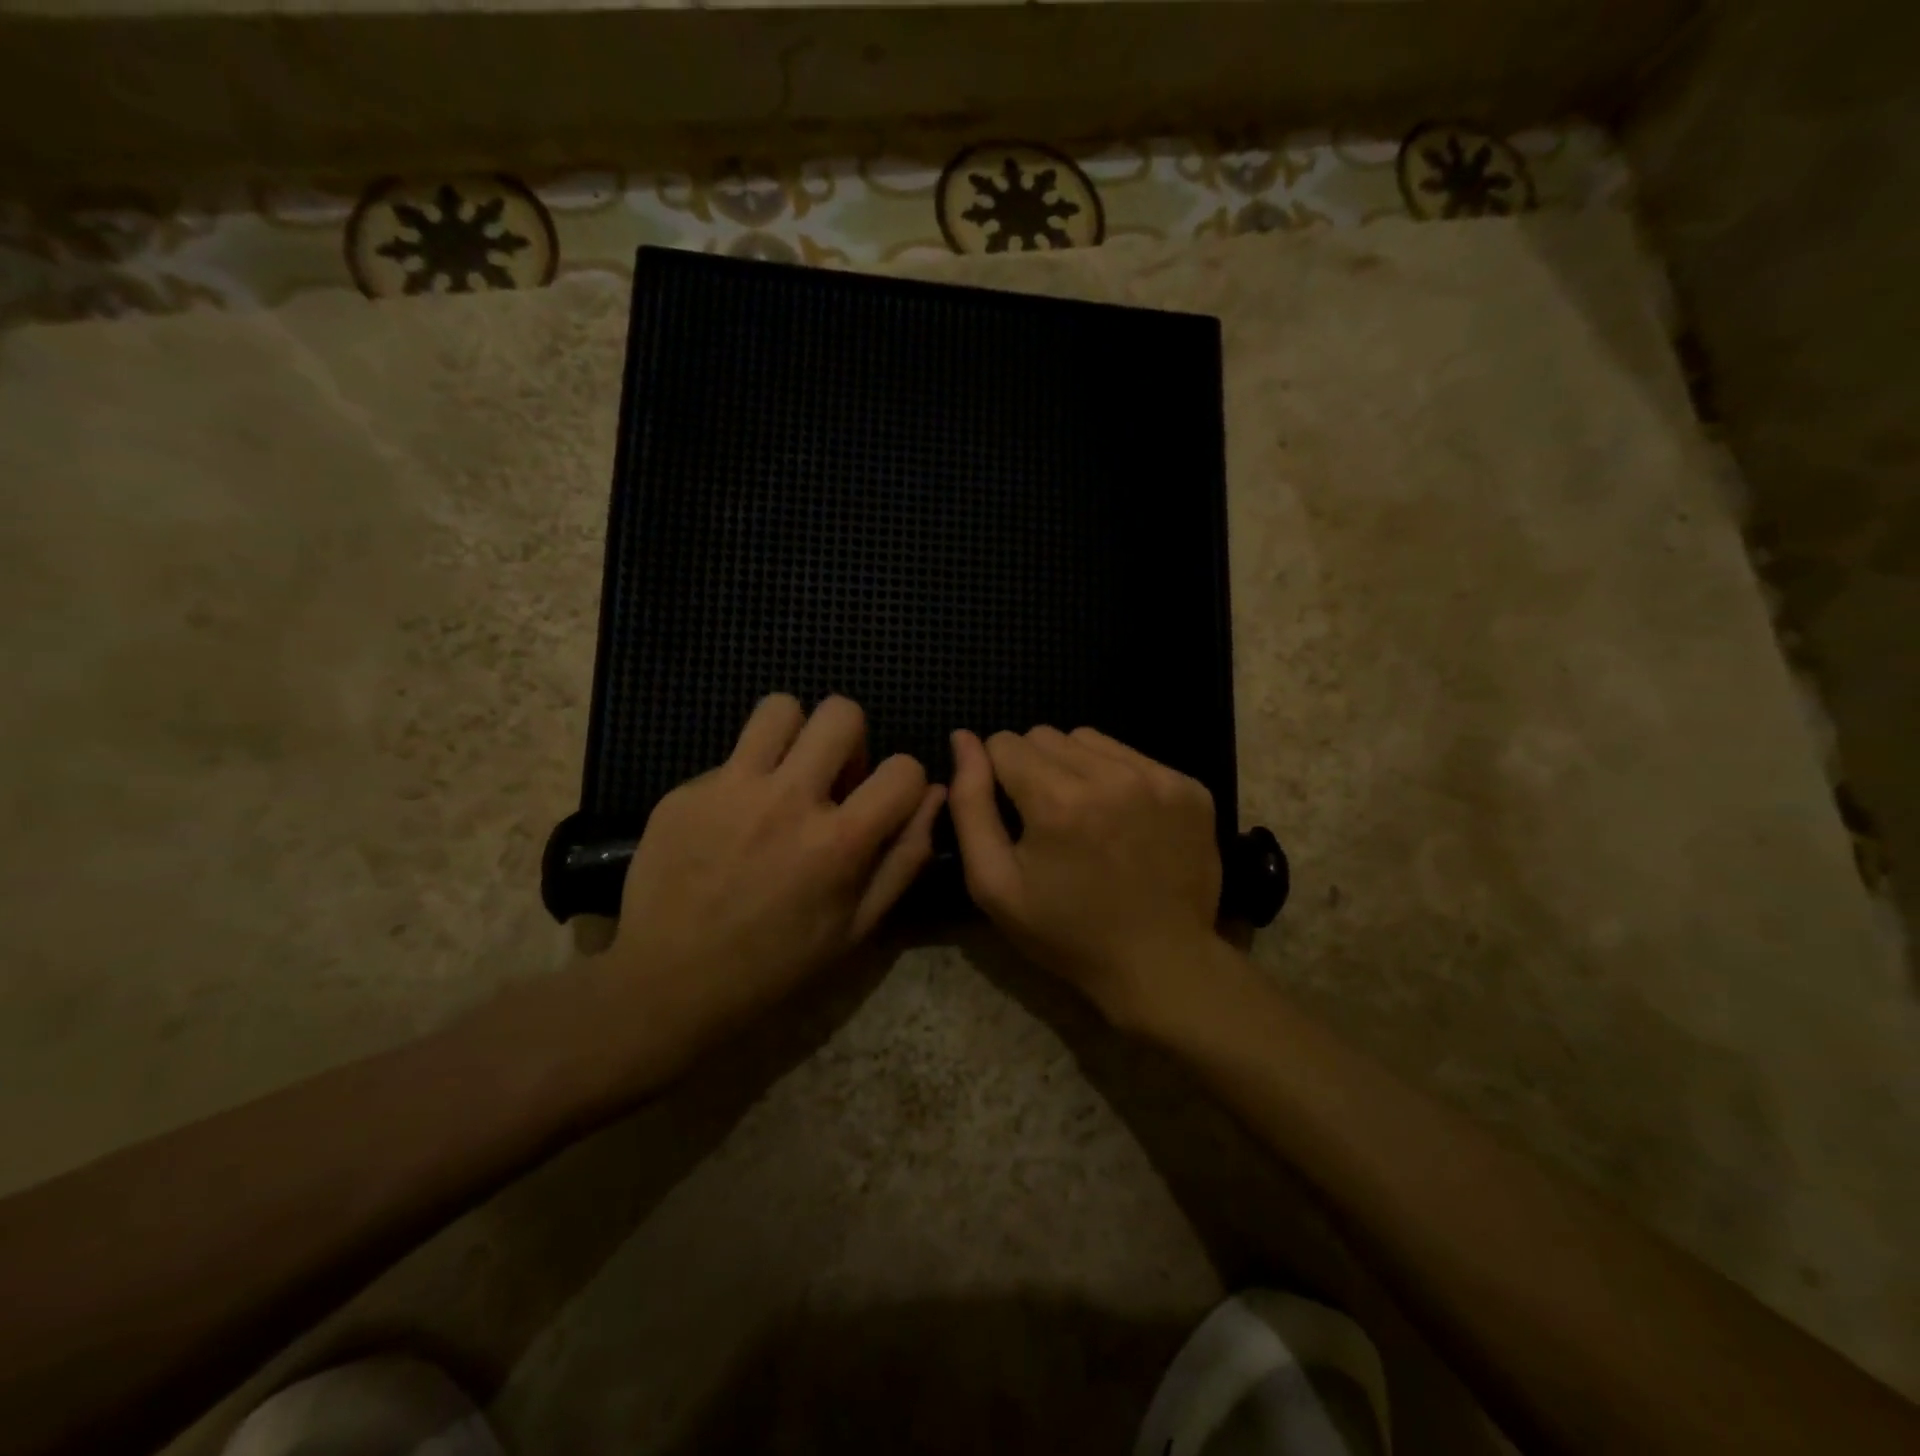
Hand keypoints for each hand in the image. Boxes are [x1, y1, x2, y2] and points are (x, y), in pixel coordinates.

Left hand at [601, 695, 943, 1061]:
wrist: (669, 985)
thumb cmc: (776, 966)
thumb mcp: (857, 928)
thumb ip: (904, 857)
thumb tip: (934, 795)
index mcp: (838, 842)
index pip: (903, 768)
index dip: (905, 782)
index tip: (883, 802)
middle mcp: (788, 800)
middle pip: (841, 713)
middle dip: (851, 741)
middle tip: (832, 778)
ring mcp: (731, 789)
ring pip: (780, 708)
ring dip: (794, 734)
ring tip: (784, 773)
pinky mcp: (686, 791)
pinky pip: (731, 755)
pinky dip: (744, 777)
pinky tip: (730, 820)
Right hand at [948, 725, 1223, 1030]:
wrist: (1160, 964)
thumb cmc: (1066, 932)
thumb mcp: (994, 883)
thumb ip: (970, 804)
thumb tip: (962, 739)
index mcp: (1057, 802)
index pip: (1004, 743)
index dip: (997, 775)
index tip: (1012, 813)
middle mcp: (1110, 777)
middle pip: (1045, 735)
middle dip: (1033, 768)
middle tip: (1047, 818)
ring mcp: (1157, 778)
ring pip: (1089, 739)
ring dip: (1074, 766)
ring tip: (1085, 814)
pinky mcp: (1189, 787)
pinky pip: (1132, 755)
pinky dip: (1116, 776)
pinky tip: (1123, 818)